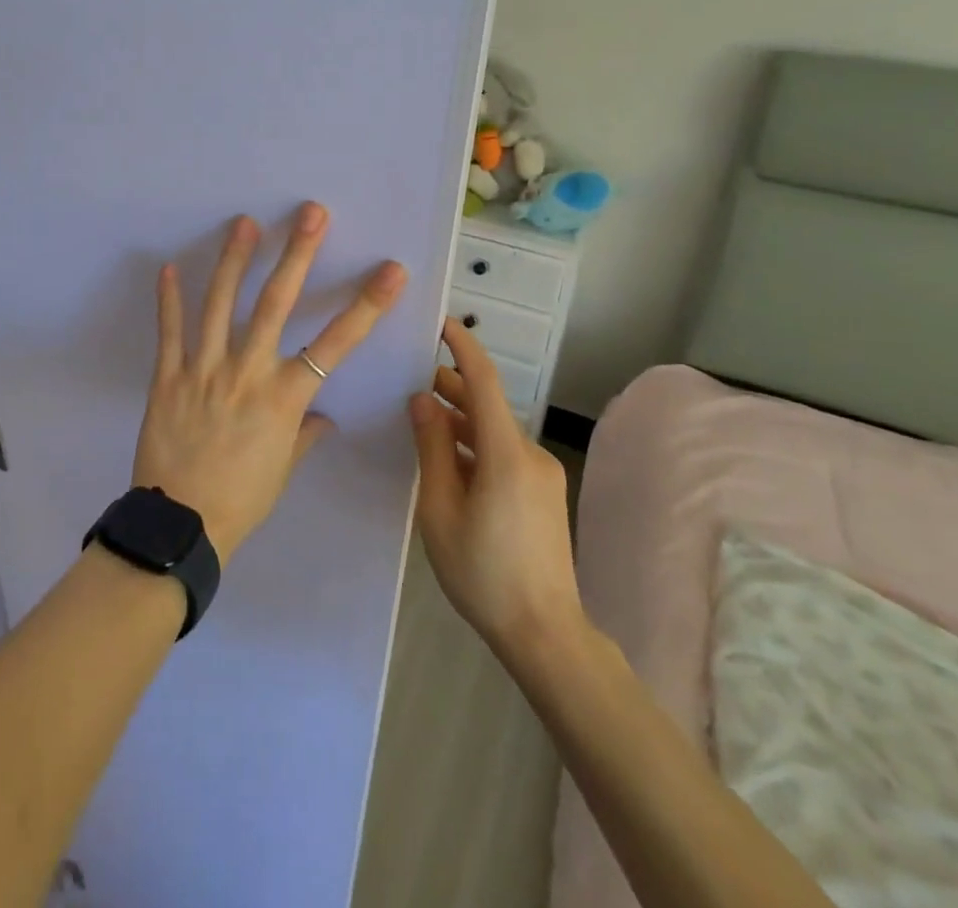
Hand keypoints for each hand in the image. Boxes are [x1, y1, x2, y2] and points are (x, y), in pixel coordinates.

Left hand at [134, 204, 407, 561]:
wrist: (181, 526)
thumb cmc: (242, 500)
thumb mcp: (283, 470)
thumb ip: (303, 435)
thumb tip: (322, 417)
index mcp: (285, 398)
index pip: (336, 345)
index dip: (366, 306)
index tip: (390, 271)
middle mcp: (248, 373)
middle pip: (276, 304)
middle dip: (297, 255)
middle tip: (310, 213)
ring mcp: (205, 371)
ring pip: (221, 305)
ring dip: (234, 260)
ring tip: (244, 223)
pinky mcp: (168, 377)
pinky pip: (170, 332)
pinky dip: (169, 299)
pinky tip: (170, 267)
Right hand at [410, 319, 586, 675]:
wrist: (546, 634)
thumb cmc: (483, 573)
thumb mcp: (440, 509)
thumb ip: (432, 449)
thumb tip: (422, 400)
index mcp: (505, 453)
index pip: (484, 381)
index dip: (462, 347)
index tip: (440, 322)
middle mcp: (529, 453)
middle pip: (487, 405)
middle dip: (452, 387)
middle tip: (412, 379)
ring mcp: (541, 474)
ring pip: (494, 432)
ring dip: (461, 420)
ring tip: (423, 420)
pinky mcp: (544, 493)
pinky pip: (504, 454)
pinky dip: (475, 446)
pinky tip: (449, 462)